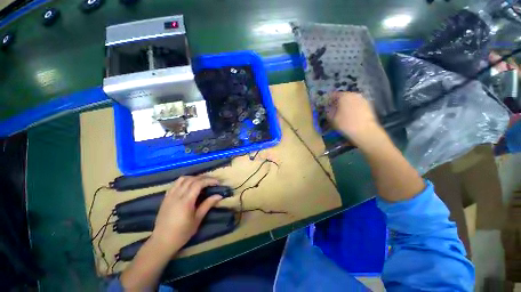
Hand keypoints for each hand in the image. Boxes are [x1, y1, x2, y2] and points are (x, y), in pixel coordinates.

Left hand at [150, 175, 221, 253]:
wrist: (162, 241)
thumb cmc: (182, 233)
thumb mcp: (197, 219)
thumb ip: (207, 205)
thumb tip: (219, 195)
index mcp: (186, 201)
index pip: (198, 184)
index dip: (209, 181)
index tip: (217, 182)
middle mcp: (177, 195)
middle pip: (191, 179)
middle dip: (203, 178)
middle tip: (212, 181)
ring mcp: (170, 195)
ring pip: (182, 179)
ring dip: (193, 177)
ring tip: (201, 182)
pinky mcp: (166, 197)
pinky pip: (175, 184)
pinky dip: (184, 181)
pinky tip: (189, 185)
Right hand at [327, 92, 382, 145]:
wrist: (365, 131)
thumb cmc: (345, 124)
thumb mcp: (332, 118)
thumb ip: (329, 111)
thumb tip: (328, 108)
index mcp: (344, 96)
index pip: (333, 94)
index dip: (329, 100)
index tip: (326, 105)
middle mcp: (354, 94)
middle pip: (343, 96)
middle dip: (338, 101)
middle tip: (334, 109)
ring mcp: (362, 99)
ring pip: (351, 100)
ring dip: (346, 104)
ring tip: (343, 112)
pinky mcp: (369, 105)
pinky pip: (357, 104)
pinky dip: (353, 107)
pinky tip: (351, 114)